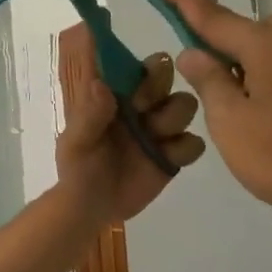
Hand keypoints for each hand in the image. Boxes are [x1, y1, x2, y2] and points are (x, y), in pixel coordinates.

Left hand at [53, 20, 205, 222]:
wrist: (93, 206)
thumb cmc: (78, 168)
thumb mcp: (76, 142)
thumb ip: (88, 114)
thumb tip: (100, 83)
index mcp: (113, 96)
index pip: (132, 65)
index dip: (138, 65)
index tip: (134, 80)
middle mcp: (140, 107)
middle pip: (165, 75)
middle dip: (158, 86)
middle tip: (142, 108)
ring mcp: (160, 130)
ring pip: (185, 104)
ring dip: (173, 116)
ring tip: (154, 137)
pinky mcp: (174, 155)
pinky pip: (195, 142)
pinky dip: (185, 148)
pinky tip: (166, 158)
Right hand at [159, 0, 271, 227]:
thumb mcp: (231, 124)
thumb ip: (209, 83)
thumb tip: (194, 52)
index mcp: (268, 49)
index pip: (215, 19)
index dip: (185, 1)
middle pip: (258, 30)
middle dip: (233, 43)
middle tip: (218, 83)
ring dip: (264, 63)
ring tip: (255, 106)